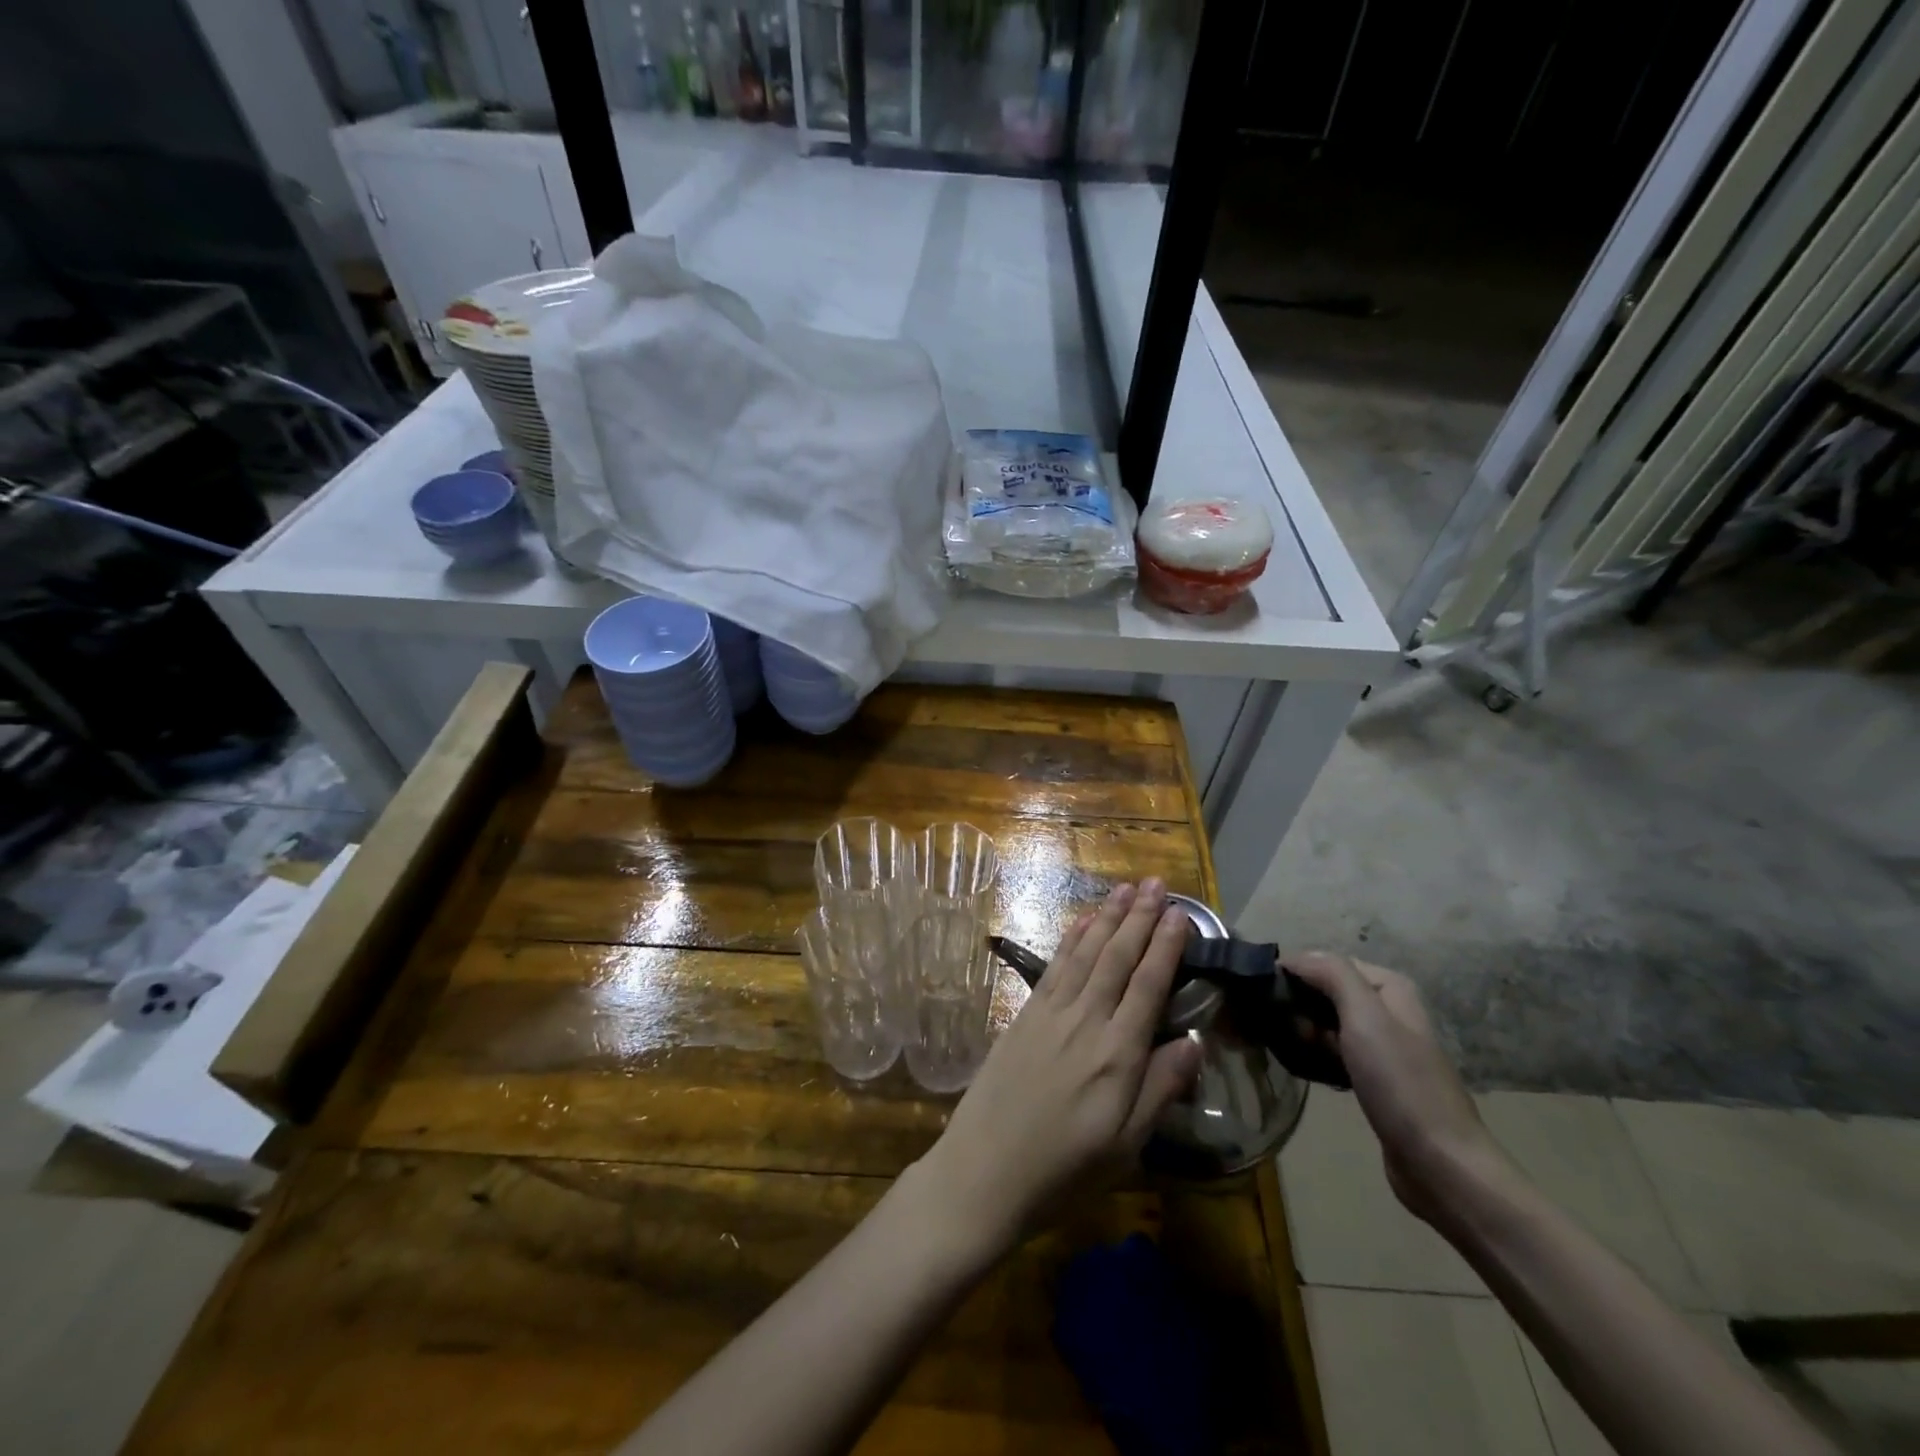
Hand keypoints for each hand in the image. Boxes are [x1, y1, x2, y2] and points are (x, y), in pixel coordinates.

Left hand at [916, 880, 1203, 1260]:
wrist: (984, 1170)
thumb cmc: (1064, 1170)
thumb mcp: (1126, 1147)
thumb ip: (1160, 1089)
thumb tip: (1196, 1041)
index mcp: (1117, 1054)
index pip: (1149, 985)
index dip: (1166, 946)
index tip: (1180, 913)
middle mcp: (1085, 1021)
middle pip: (1118, 957)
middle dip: (1139, 917)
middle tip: (1156, 883)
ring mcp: (1051, 1013)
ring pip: (1086, 953)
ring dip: (1107, 917)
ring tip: (1124, 888)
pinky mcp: (1025, 1015)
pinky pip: (1054, 966)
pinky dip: (1070, 939)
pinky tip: (1082, 921)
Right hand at [1284, 952, 1510, 1226]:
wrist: (1439, 1162)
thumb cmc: (1400, 1082)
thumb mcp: (1365, 1016)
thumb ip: (1332, 974)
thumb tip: (1294, 957)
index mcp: (1390, 987)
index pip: (1328, 962)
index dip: (1295, 972)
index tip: (1263, 992)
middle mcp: (1388, 1010)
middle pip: (1327, 991)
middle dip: (1298, 1003)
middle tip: (1274, 1024)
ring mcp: (1383, 1046)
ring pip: (1328, 1023)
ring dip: (1303, 1031)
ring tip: (1282, 1046)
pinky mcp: (1376, 1078)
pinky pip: (1335, 1052)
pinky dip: (1316, 1055)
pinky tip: (1301, 1066)